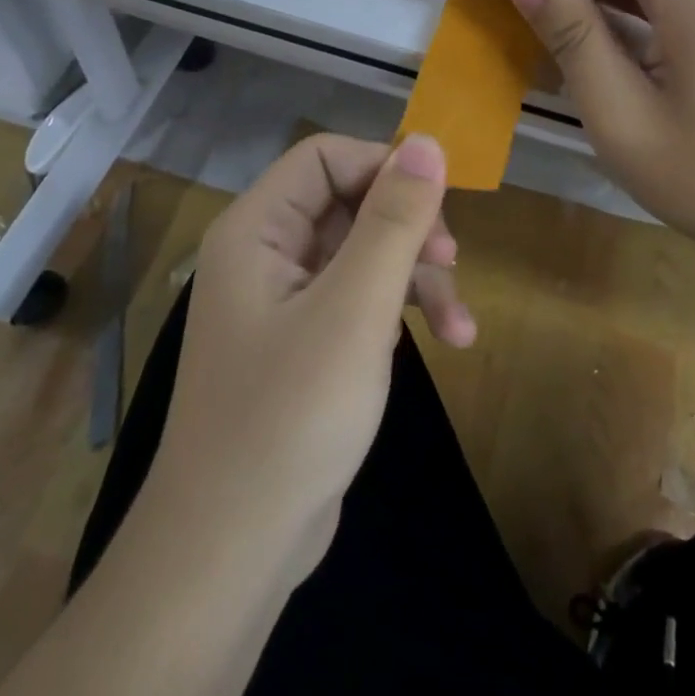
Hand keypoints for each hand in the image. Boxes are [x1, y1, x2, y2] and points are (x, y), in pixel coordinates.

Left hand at [147, 134, 473, 585]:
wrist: (233, 553)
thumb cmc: (290, 417)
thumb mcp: (356, 309)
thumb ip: (394, 220)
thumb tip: (427, 141)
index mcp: (257, 230)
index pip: (326, 158)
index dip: (385, 167)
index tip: (438, 202)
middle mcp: (266, 254)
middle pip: (351, 202)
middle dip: (409, 228)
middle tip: (453, 257)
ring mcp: (286, 300)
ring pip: (365, 252)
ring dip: (418, 275)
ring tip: (461, 323)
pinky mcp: (307, 342)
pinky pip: (361, 298)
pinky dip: (402, 311)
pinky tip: (443, 342)